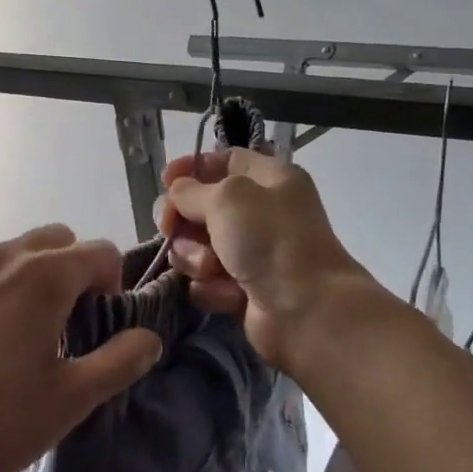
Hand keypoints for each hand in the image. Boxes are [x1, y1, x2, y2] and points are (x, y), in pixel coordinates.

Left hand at [0, 225, 164, 471]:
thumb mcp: (70, 400)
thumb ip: (120, 361)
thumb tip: (149, 338)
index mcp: (42, 277)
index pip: (99, 251)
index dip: (113, 282)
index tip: (101, 324)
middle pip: (52, 240)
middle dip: (70, 271)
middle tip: (63, 326)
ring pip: (4, 258)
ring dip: (23, 282)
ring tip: (10, 342)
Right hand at [160, 148, 380, 371]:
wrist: (307, 311)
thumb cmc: (271, 241)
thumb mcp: (227, 198)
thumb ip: (191, 190)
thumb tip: (176, 193)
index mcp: (270, 179)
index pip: (224, 160)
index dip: (192, 168)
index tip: (165, 181)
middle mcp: (262, 213)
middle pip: (203, 206)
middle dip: (183, 220)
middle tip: (170, 229)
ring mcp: (252, 253)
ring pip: (197, 247)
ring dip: (196, 258)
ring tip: (211, 269)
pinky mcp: (242, 289)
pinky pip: (206, 281)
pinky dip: (211, 287)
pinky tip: (227, 294)